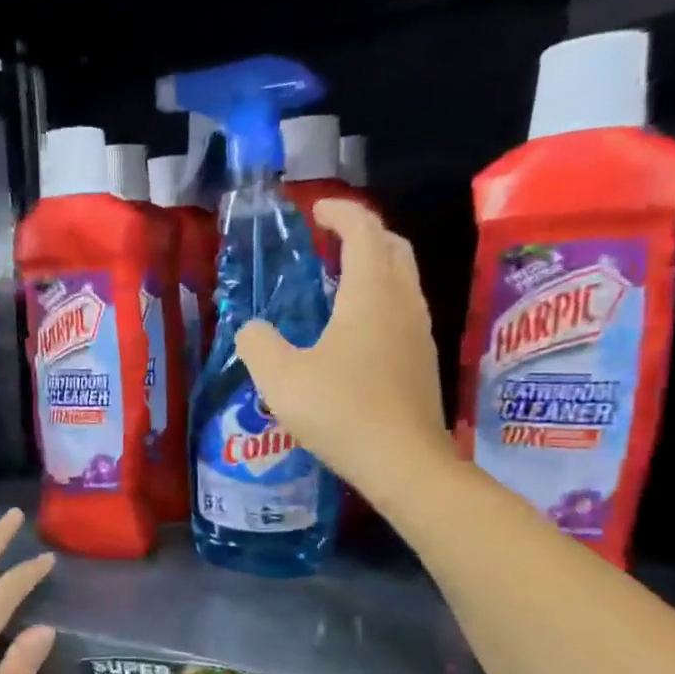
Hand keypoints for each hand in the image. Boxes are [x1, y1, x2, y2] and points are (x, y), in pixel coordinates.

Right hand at [237, 200, 456, 503]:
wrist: (402, 462)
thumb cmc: (341, 411)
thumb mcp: (281, 379)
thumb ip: (258, 345)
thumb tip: (252, 328)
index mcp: (370, 293)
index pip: (362, 229)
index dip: (339, 212)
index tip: (315, 211)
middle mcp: (402, 302)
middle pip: (392, 246)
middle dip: (363, 233)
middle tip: (330, 241)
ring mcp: (419, 332)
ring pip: (403, 279)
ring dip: (374, 267)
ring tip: (338, 283)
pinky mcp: (423, 360)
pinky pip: (403, 310)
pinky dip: (380, 300)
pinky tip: (354, 332)